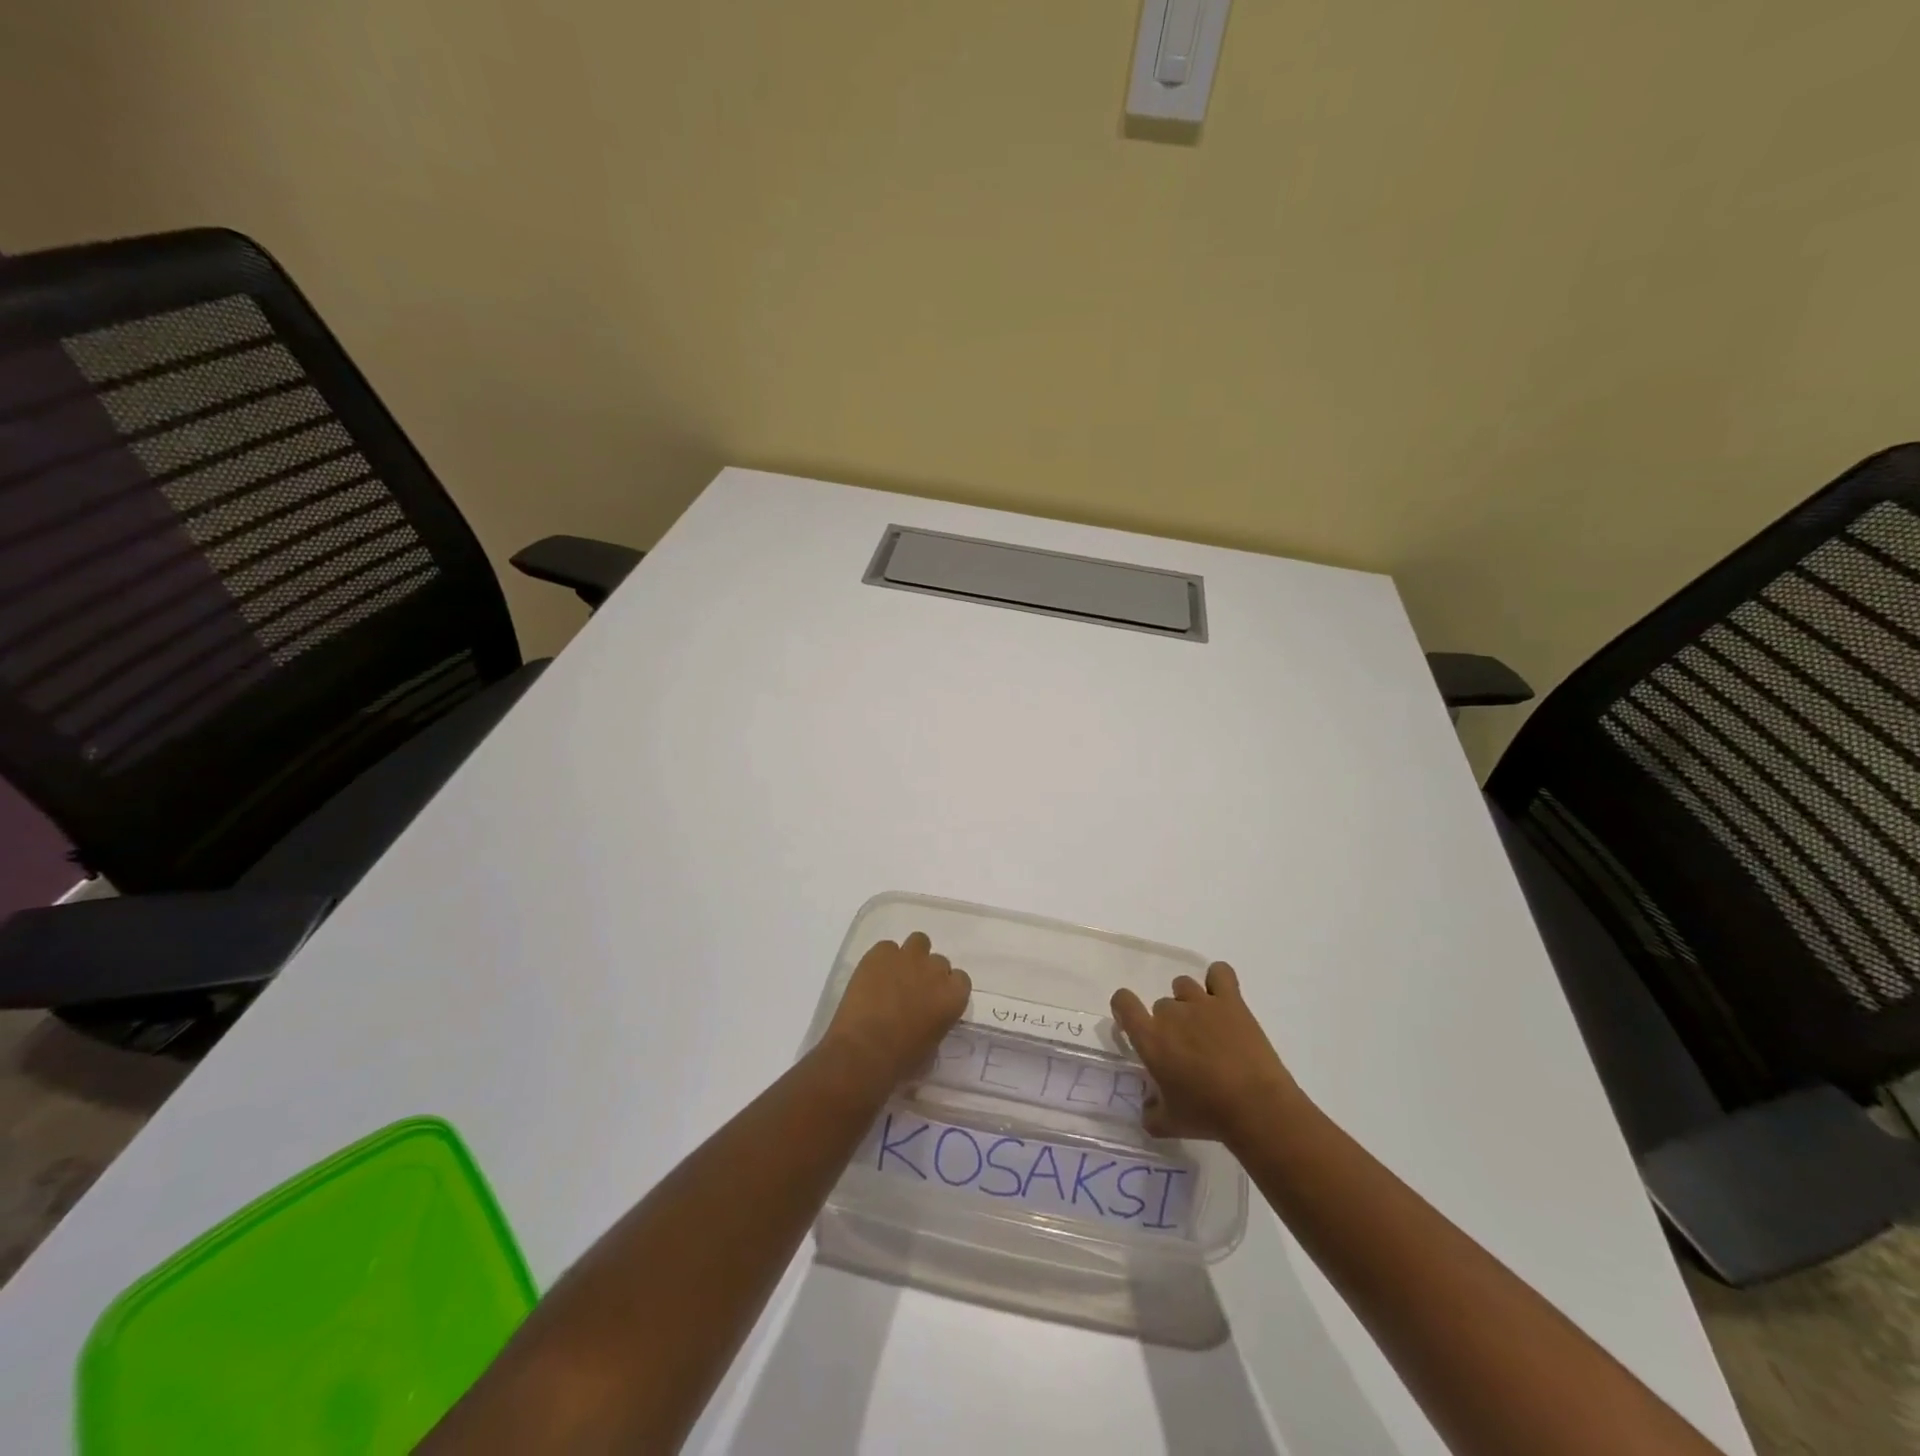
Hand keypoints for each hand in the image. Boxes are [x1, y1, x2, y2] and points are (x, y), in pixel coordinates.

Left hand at [822, 932, 971, 1088]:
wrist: (864, 1050)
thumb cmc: (901, 1060)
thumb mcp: (932, 1045)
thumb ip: (937, 1021)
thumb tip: (927, 1017)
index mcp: (953, 996)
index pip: (961, 979)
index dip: (946, 988)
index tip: (935, 1000)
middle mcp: (935, 970)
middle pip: (938, 961)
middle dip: (927, 973)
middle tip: (912, 991)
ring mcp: (908, 957)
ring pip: (918, 942)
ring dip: (910, 957)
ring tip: (895, 975)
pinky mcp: (881, 953)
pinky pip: (886, 948)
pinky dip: (881, 959)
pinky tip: (872, 977)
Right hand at [1111, 962, 1303, 1142]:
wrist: (1257, 1108)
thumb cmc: (1208, 1115)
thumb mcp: (1169, 1124)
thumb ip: (1151, 1113)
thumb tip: (1147, 1107)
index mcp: (1150, 1039)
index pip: (1123, 1002)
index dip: (1124, 1007)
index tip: (1134, 1022)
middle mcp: (1171, 1014)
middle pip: (1161, 1004)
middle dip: (1169, 1023)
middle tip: (1185, 1048)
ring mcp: (1202, 1003)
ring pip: (1184, 985)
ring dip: (1189, 1001)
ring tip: (1205, 1026)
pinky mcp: (1231, 1001)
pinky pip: (1220, 972)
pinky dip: (1218, 980)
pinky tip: (1222, 997)